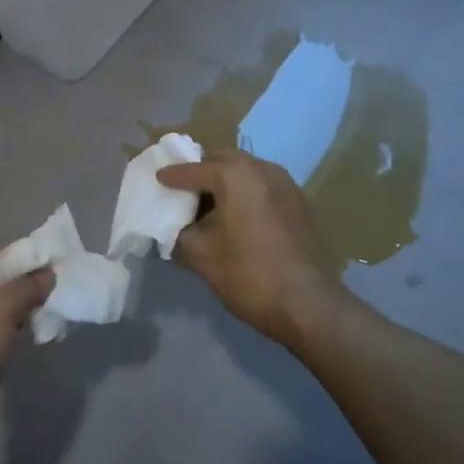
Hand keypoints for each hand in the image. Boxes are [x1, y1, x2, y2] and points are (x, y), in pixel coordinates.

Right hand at [157, 150, 349, 348]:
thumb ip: (182, 230)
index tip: (158, 179)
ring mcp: (286, 184)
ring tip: (210, 205)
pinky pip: (264, 187)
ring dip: (226, 182)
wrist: (305, 303)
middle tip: (184, 190)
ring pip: (247, 172)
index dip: (173, 176)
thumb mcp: (200, 254)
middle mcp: (263, 168)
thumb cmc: (247, 273)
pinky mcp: (299, 203)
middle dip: (203, 171)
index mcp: (235, 174)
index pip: (195, 170)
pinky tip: (237, 217)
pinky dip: (246, 193)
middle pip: (224, 160)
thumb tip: (180, 225)